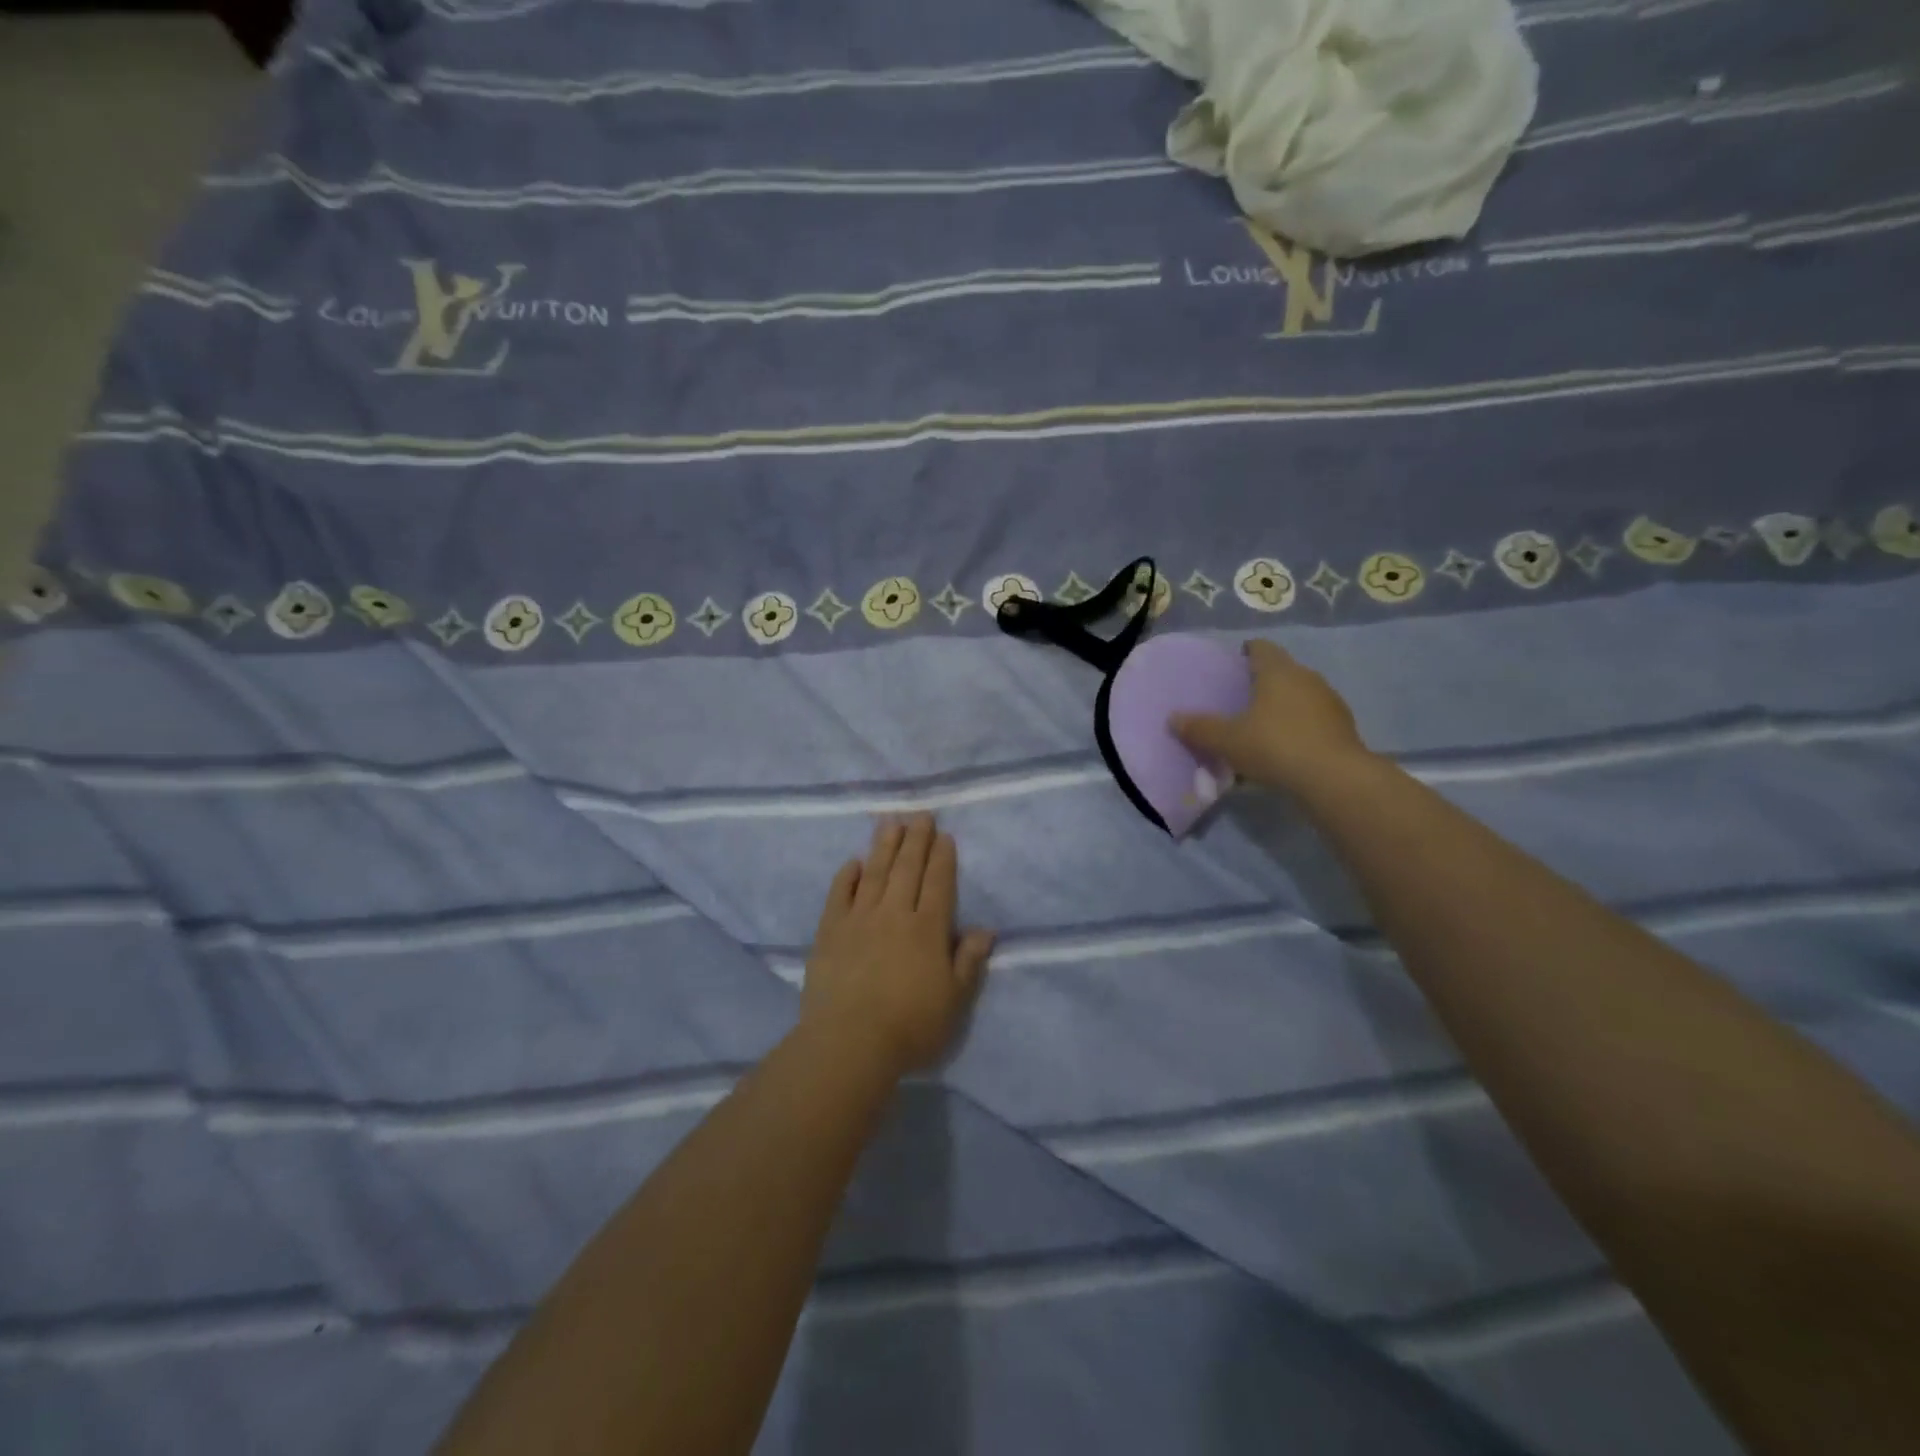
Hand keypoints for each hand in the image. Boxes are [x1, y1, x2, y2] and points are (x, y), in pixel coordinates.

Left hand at [801, 814, 994, 1080]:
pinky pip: (839, 894)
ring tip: (890, 823)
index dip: (942, 858)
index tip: (944, 836)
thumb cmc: (910, 1026)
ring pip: (875, 873)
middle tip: (920, 815)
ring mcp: (859, 919)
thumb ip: (968, 962)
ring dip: (884, 846)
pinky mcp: (829, 931)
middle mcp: (895, 914)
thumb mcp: (954, 1000)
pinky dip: (847, 875)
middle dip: (916, 840)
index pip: (938, 883)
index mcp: (928, 929)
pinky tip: (853, 862)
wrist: (849, 1042)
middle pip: (907, 869)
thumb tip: (986, 930)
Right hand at [1171, 639, 1372, 794]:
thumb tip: (1173, 718)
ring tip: (1262, 726)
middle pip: (1281, 670)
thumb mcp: (1227, 741)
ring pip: (1300, 695)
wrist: (1334, 779)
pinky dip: (1299, 727)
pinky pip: (1314, 719)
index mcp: (1277, 671)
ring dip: (1283, 706)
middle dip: (1263, 681)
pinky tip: (1286, 748)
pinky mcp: (1344, 727)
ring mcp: (1329, 702)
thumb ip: (1199, 728)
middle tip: (1240, 699)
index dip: (1246, 652)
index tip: (1233, 664)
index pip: (1261, 648)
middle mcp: (1307, 678)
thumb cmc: (1275, 746)